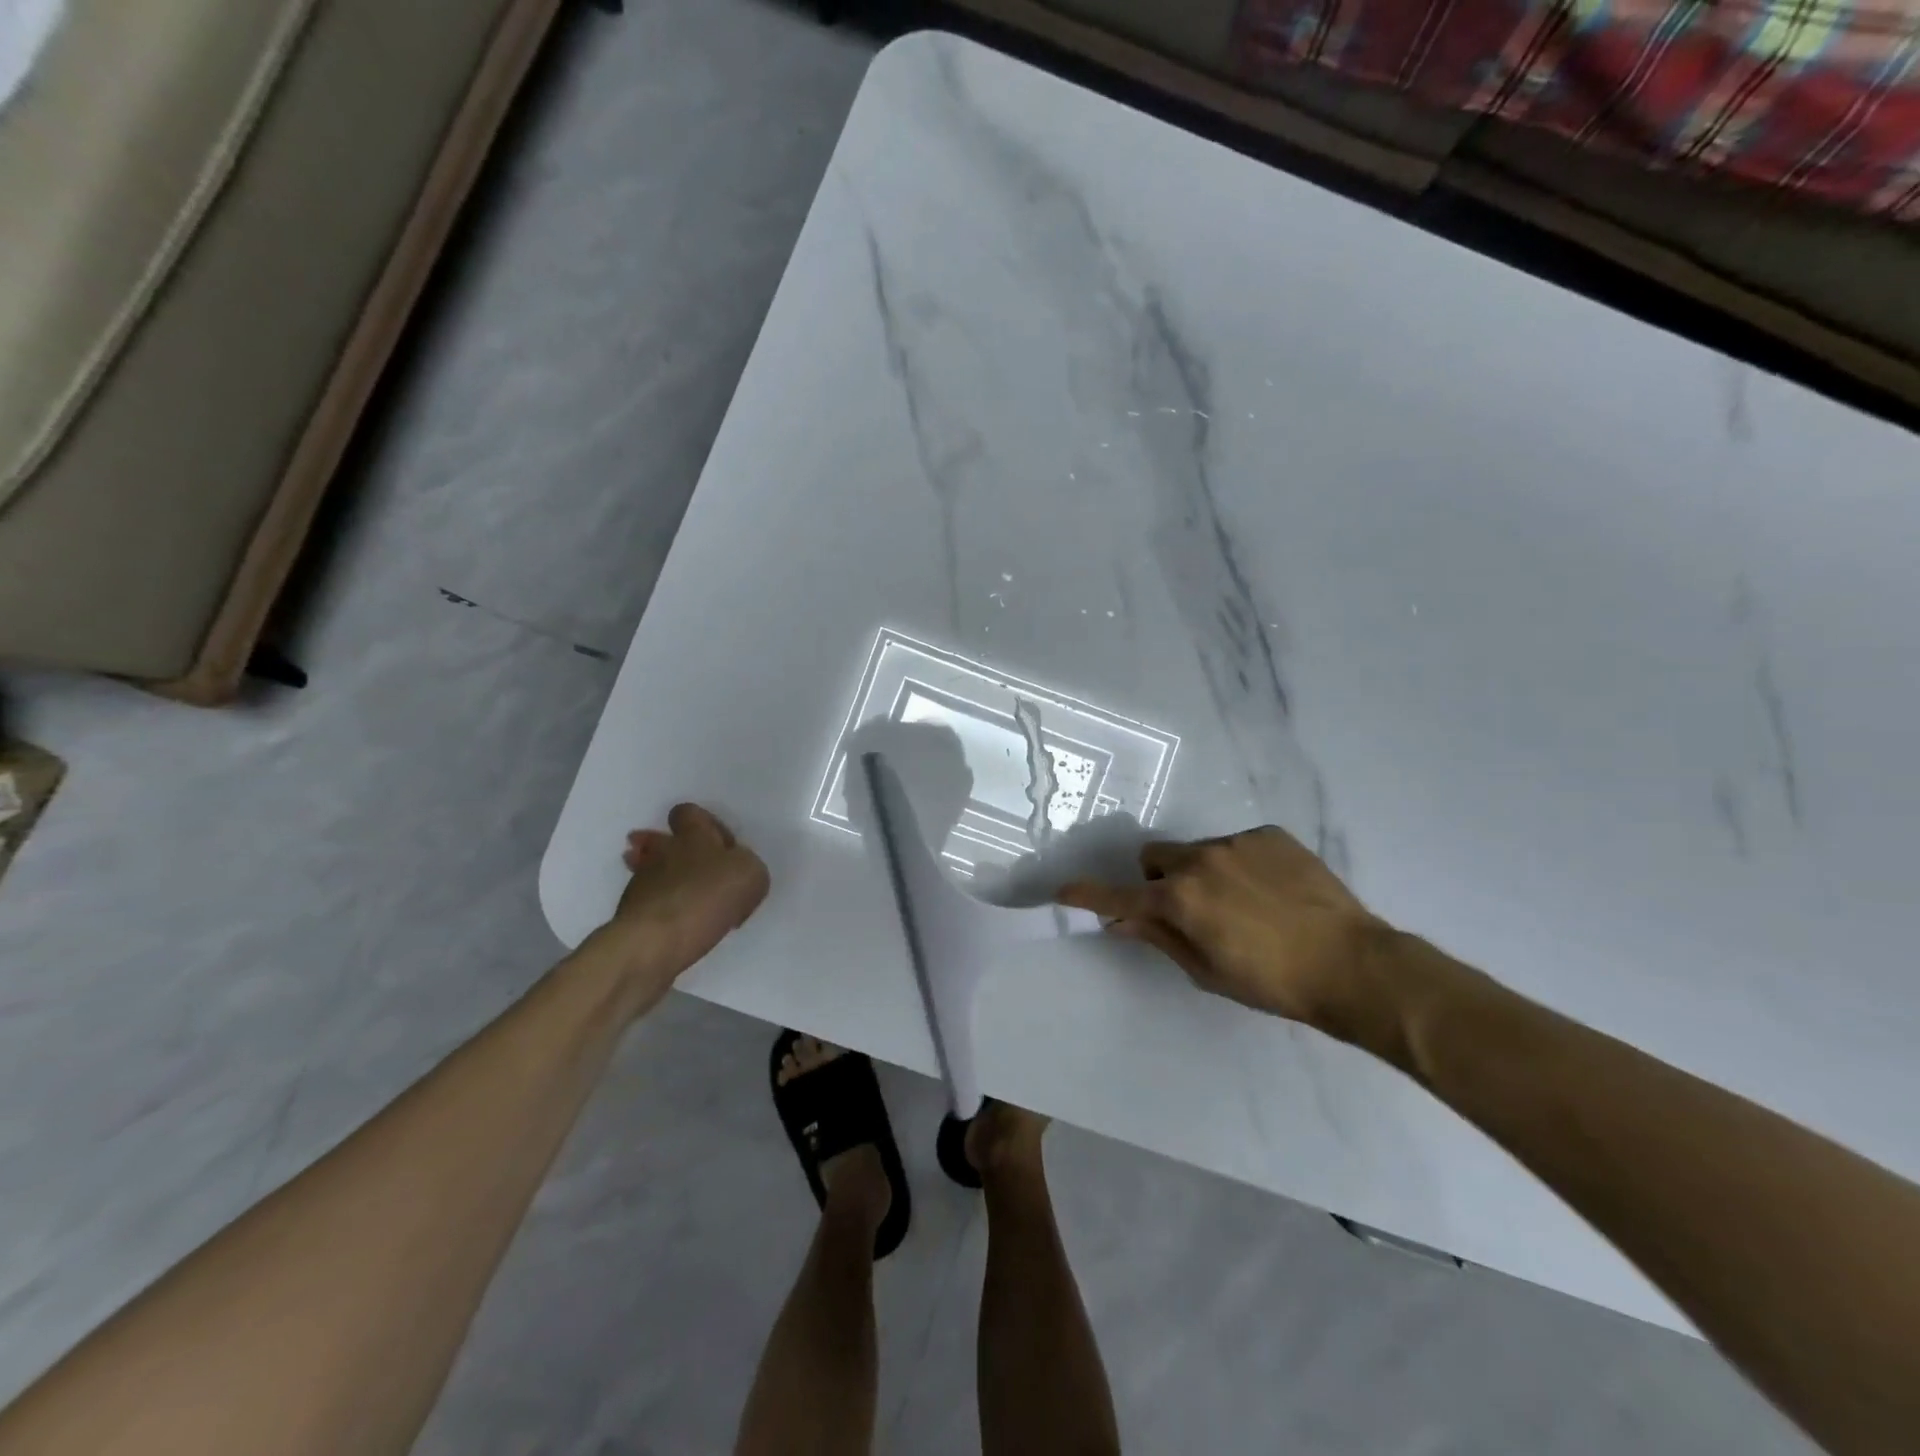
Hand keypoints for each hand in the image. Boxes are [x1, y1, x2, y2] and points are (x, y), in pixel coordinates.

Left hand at [582, 803, 769, 1016]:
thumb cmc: (706, 896)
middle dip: (673, 851)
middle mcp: (662, 852)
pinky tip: (678, 923)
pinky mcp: (630, 915)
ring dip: (664, 879)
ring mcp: (640, 883)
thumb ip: (747, 866)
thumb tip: (733, 873)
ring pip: (651, 871)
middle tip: (694, 868)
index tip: (717, 843)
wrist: (654, 941)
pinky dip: (661, 908)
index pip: (688, 813)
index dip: (702, 822)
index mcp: (693, 835)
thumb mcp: (751, 875)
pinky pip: (649, 903)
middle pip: (661, 841)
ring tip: (687, 898)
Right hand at [1057, 826, 1407, 1051]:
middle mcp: (1200, 860)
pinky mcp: (1269, 834)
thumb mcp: (1207, 971)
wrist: (1353, 964)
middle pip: (1155, 857)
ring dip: (1202, 872)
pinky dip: (1240, 864)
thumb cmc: (1272, 982)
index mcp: (1180, 899)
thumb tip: (1122, 921)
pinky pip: (1236, 845)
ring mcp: (1236, 842)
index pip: (1120, 894)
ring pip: (1197, 851)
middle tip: (1188, 909)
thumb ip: (1160, 938)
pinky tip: (1272, 890)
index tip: (1062, 890)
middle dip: (1159, 879)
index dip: (1087, 894)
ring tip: (1244, 903)